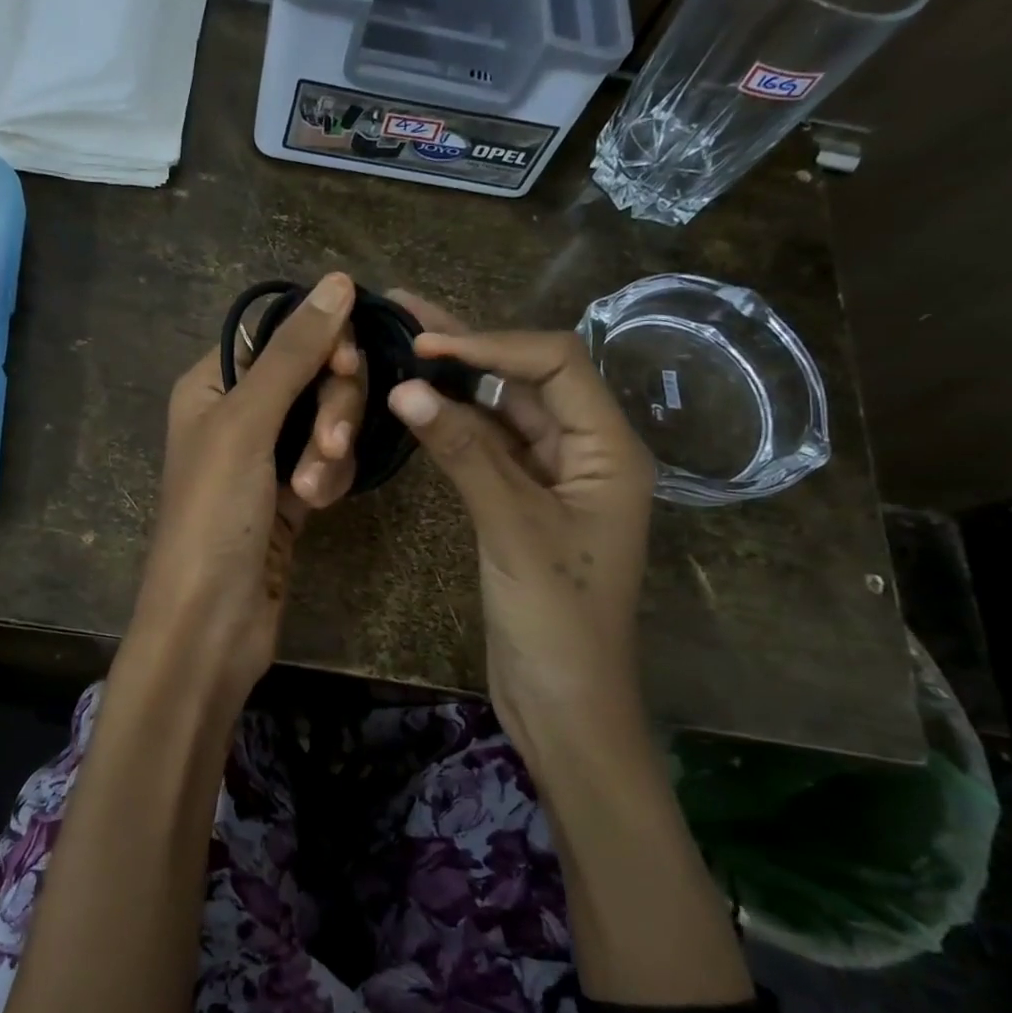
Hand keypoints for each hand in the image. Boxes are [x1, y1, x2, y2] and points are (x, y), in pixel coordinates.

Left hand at [126, 272, 360, 708]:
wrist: (211, 622)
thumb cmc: (214, 516)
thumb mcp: (247, 424)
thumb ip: (294, 352)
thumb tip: (339, 280)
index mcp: (212, 382)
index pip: (282, 334)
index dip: (322, 344)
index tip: (346, 368)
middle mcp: (238, 410)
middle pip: (314, 375)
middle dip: (331, 409)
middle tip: (328, 446)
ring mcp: (266, 453)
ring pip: (329, 419)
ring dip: (331, 452)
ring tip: (312, 491)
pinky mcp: (291, 492)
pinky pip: (329, 461)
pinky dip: (329, 479)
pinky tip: (316, 508)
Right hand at [383, 292, 655, 741]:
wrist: (563, 701)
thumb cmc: (557, 619)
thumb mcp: (512, 528)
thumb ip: (463, 452)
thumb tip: (406, 387)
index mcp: (609, 448)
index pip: (554, 363)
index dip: (490, 342)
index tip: (423, 344)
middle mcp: (586, 450)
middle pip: (527, 378)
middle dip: (469, 343)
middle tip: (403, 311)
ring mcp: (552, 477)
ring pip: (503, 411)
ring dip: (456, 381)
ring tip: (402, 345)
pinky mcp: (522, 502)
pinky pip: (488, 448)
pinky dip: (453, 425)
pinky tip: (417, 406)